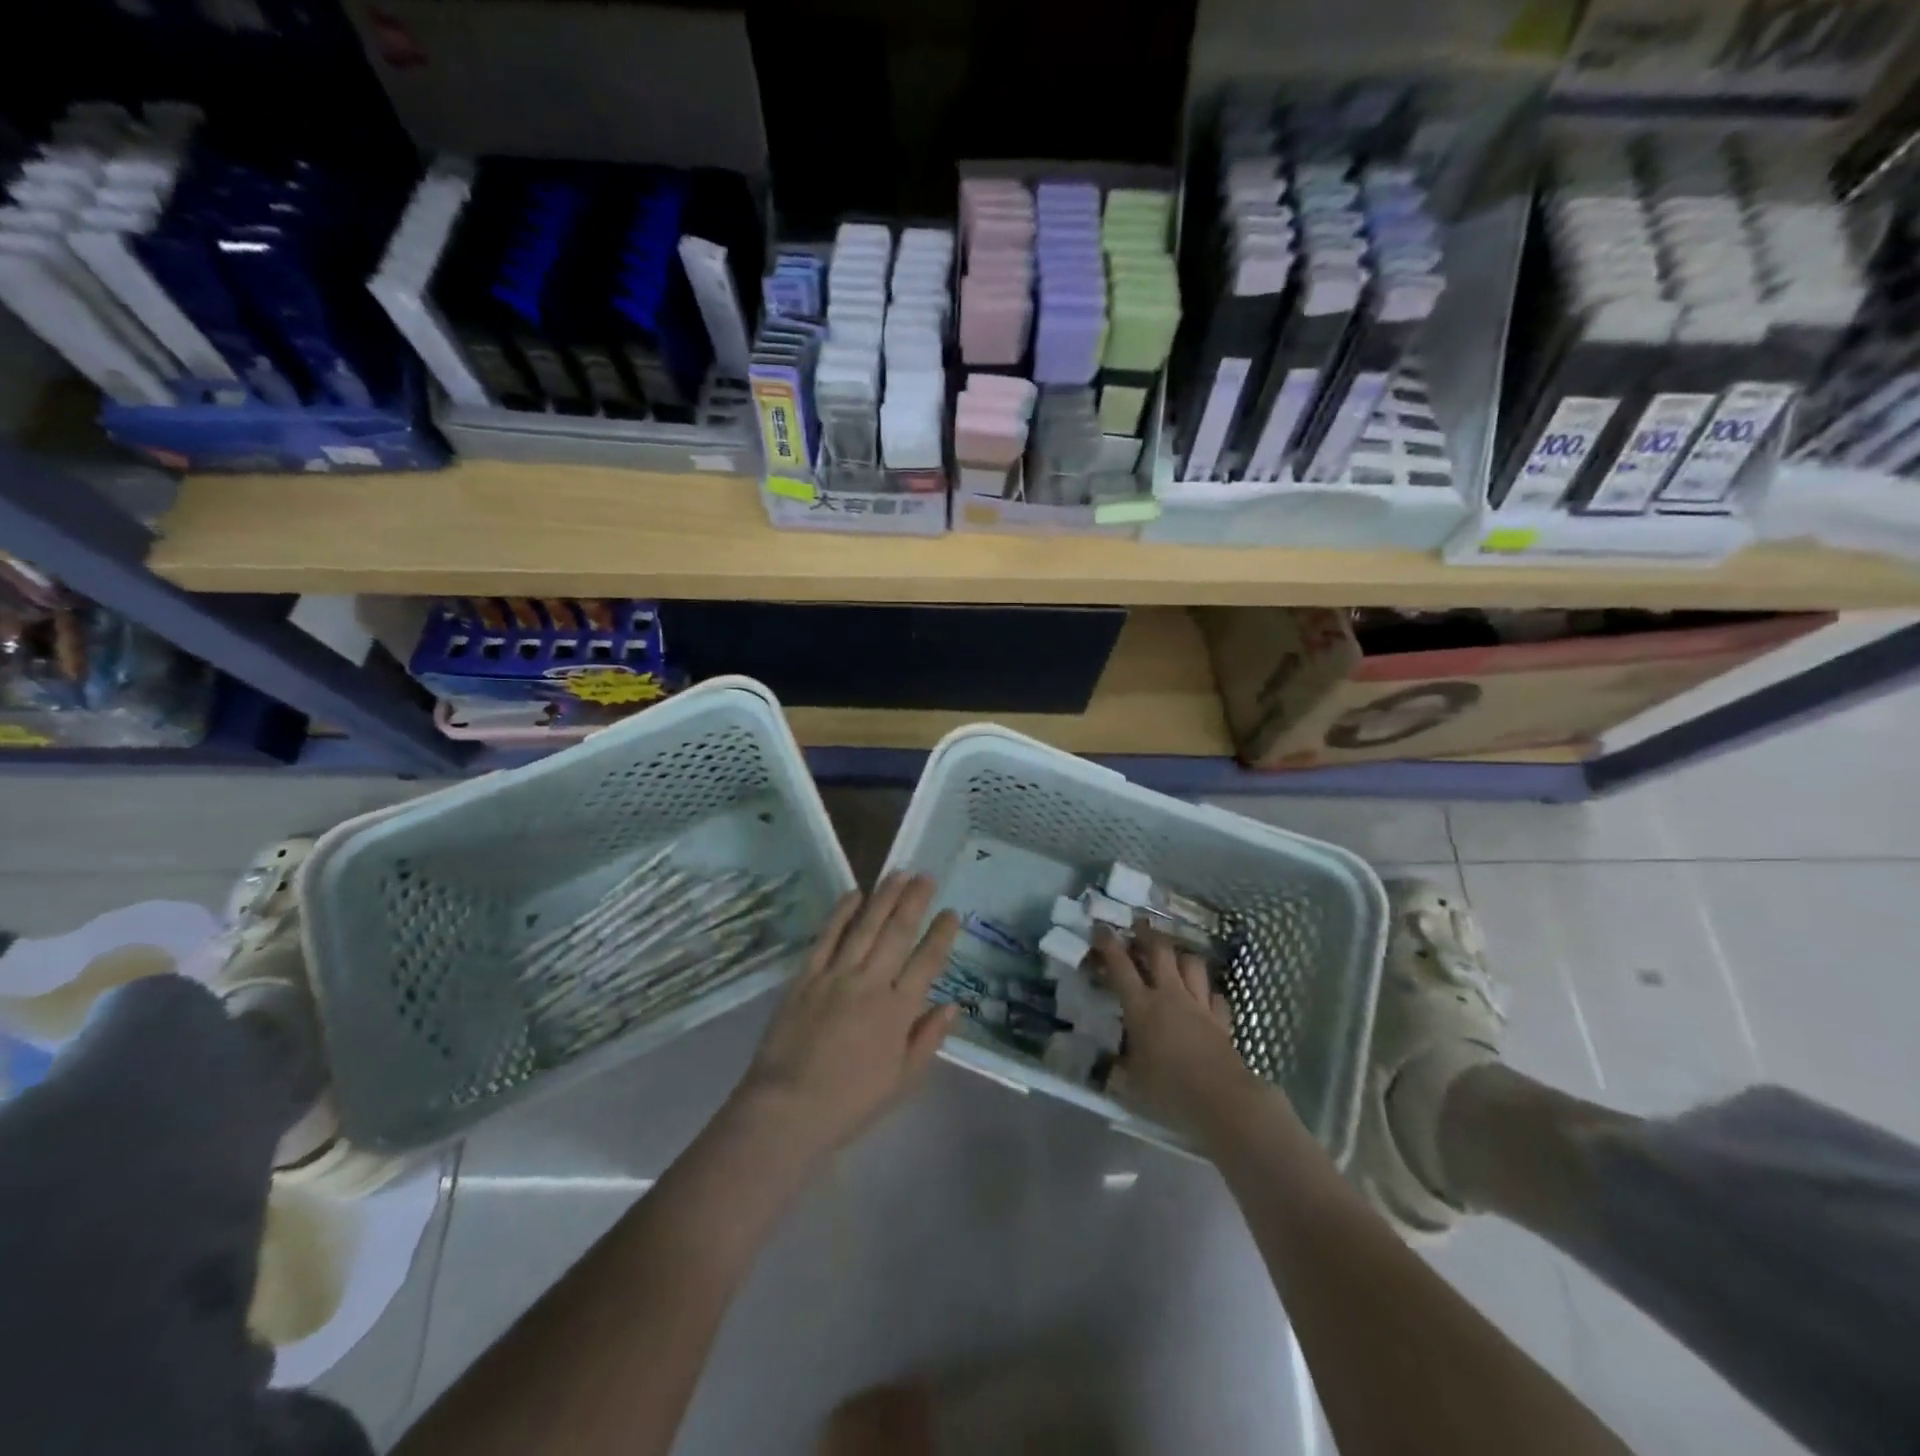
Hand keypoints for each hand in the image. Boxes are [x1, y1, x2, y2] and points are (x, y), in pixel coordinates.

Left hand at [733, 873, 960, 1162]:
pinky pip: (827, 937)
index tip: (952, 913)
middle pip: (898, 933)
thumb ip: (928, 1039)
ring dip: (884, 897)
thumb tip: (952, 1005)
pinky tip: (853, 893)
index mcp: (898, 1011)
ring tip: (899, 873)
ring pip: (865, 926)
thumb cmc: (850, 1102)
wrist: (787, 1110)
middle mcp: (871, 984)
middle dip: (915, 902)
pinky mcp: (806, 977)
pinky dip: (841, 913)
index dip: (941, 935)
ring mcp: (836, 976)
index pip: (927, 962)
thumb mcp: (902, 1081)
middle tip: (927, 876)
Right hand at [1093, 920, 1264, 1136]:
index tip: (1100, 927)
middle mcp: (1170, 996)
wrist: (1222, 1099)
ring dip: (1180, 955)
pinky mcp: (1221, 1020)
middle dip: (1147, 934)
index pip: (1120, 966)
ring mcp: (1199, 1006)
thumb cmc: (1169, 1089)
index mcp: (1141, 1006)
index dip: (1108, 944)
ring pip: (1192, 965)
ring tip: (1173, 954)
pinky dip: (1207, 992)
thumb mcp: (1132, 1081)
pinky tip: (1204, 996)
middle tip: (1139, 924)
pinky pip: (1215, 996)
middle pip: (1160, 952)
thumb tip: (1108, 1065)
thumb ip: (1120, 1067)